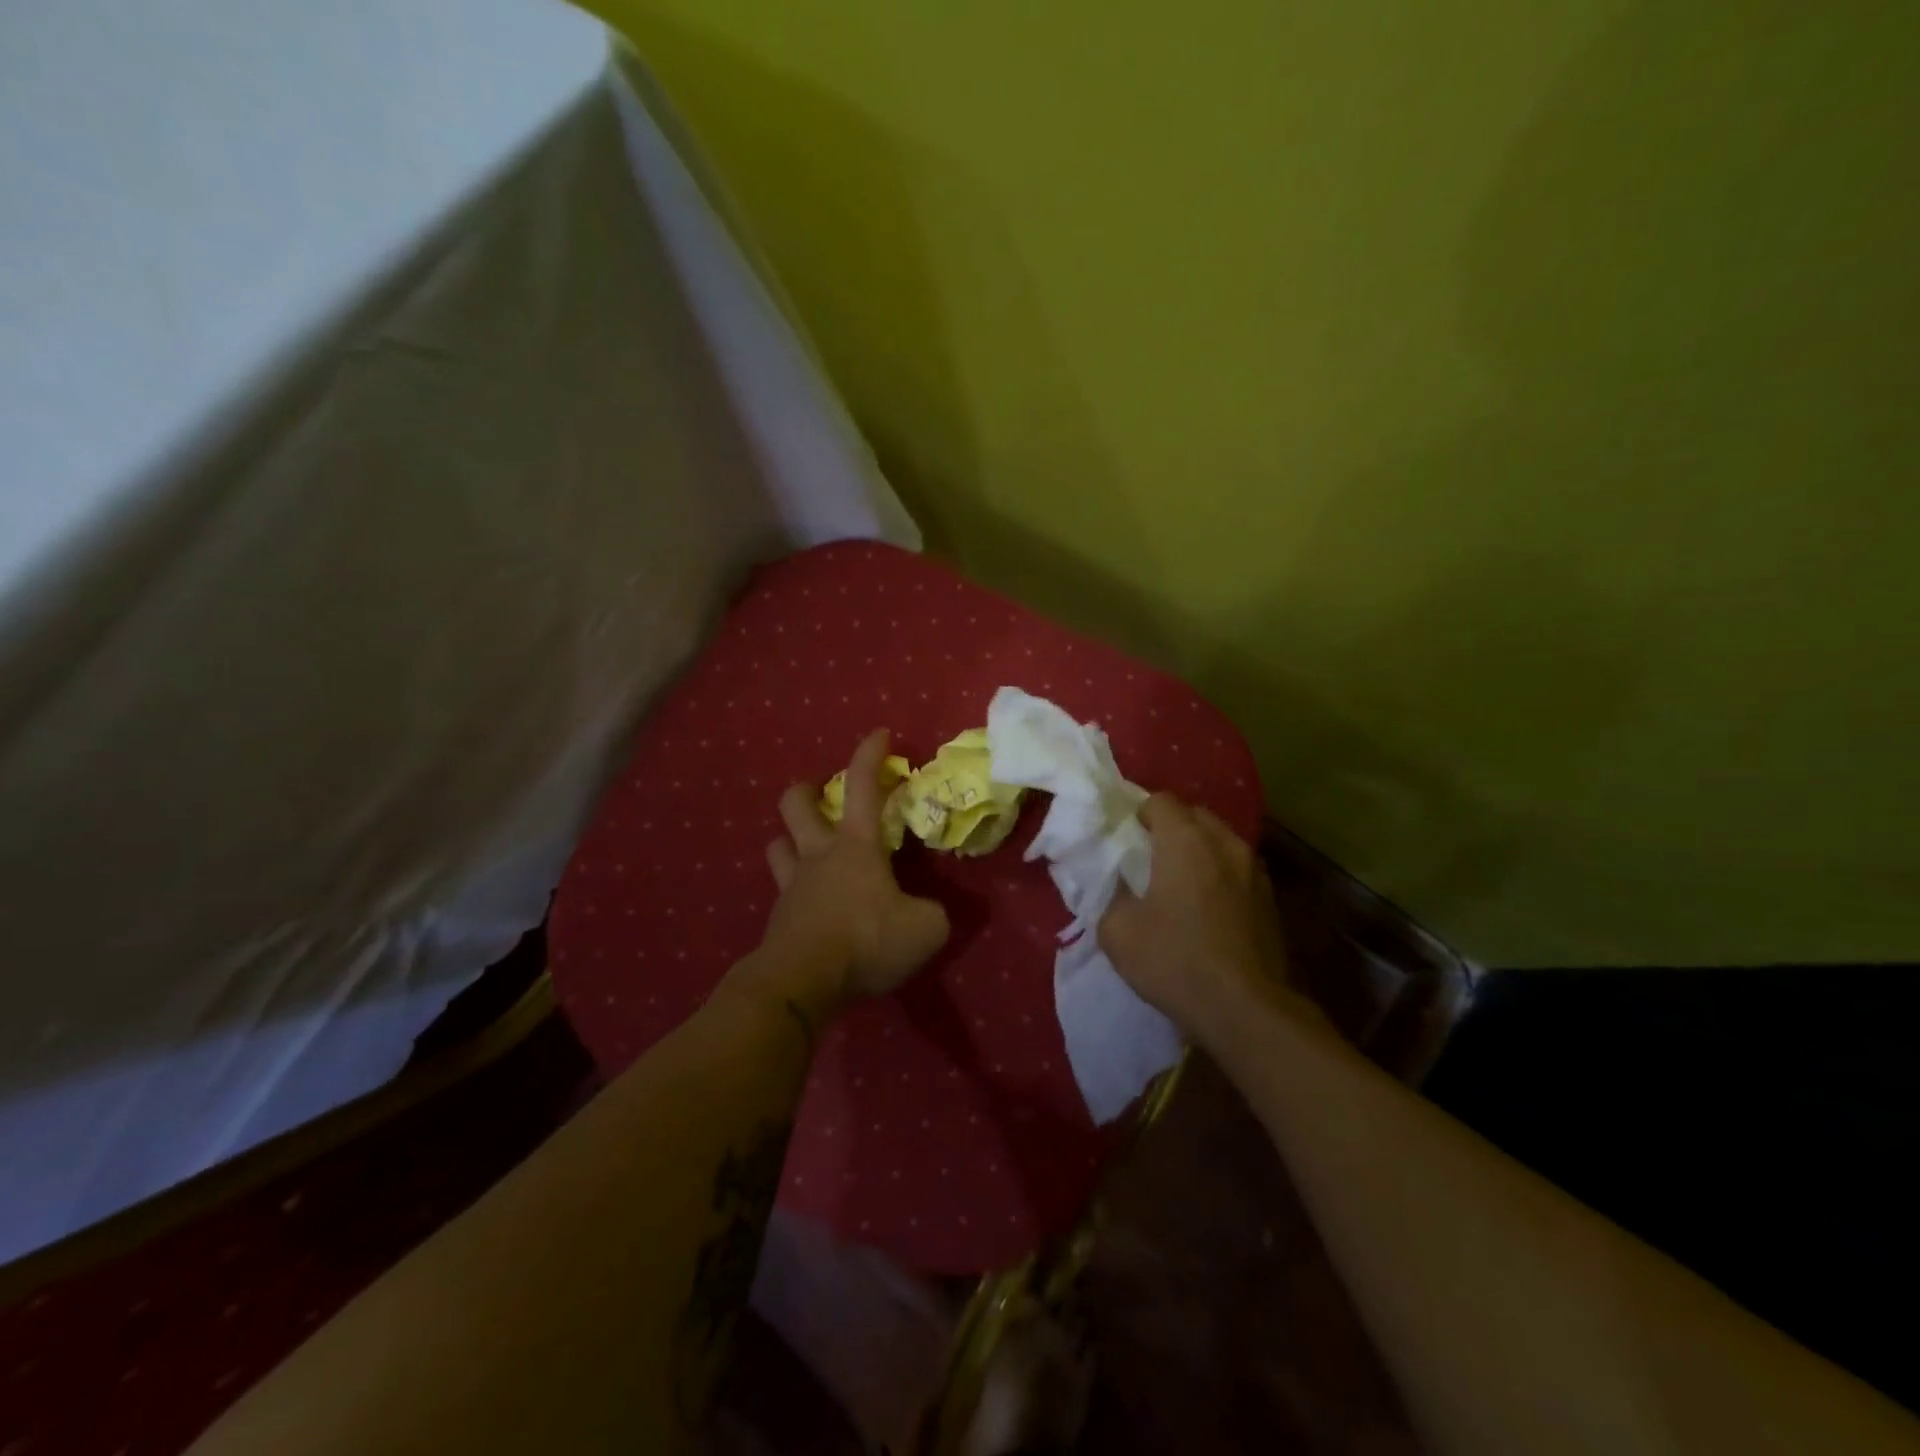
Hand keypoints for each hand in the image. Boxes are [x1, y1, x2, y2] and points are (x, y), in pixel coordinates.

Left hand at [748, 729, 949, 1018]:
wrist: (802, 982)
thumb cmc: (866, 941)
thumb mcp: (925, 929)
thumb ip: (932, 913)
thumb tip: (928, 911)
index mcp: (857, 846)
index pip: (864, 787)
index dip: (871, 755)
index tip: (880, 733)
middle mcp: (819, 855)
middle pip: (797, 804)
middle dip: (806, 790)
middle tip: (819, 794)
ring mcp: (792, 885)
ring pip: (777, 844)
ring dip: (789, 839)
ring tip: (806, 849)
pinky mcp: (778, 918)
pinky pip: (781, 892)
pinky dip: (795, 892)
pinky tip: (810, 908)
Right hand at [1098, 795, 1298, 1048]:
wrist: (1245, 1009)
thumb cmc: (1175, 960)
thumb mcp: (1117, 931)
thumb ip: (1111, 894)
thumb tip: (1119, 883)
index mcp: (1186, 841)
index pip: (1160, 801)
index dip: (1139, 814)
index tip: (1126, 839)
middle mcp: (1225, 843)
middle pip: (1194, 815)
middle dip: (1171, 827)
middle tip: (1149, 857)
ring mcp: (1254, 870)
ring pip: (1220, 841)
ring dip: (1199, 850)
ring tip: (1180, 881)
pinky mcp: (1271, 898)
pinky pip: (1238, 869)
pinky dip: (1220, 874)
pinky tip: (1208, 906)